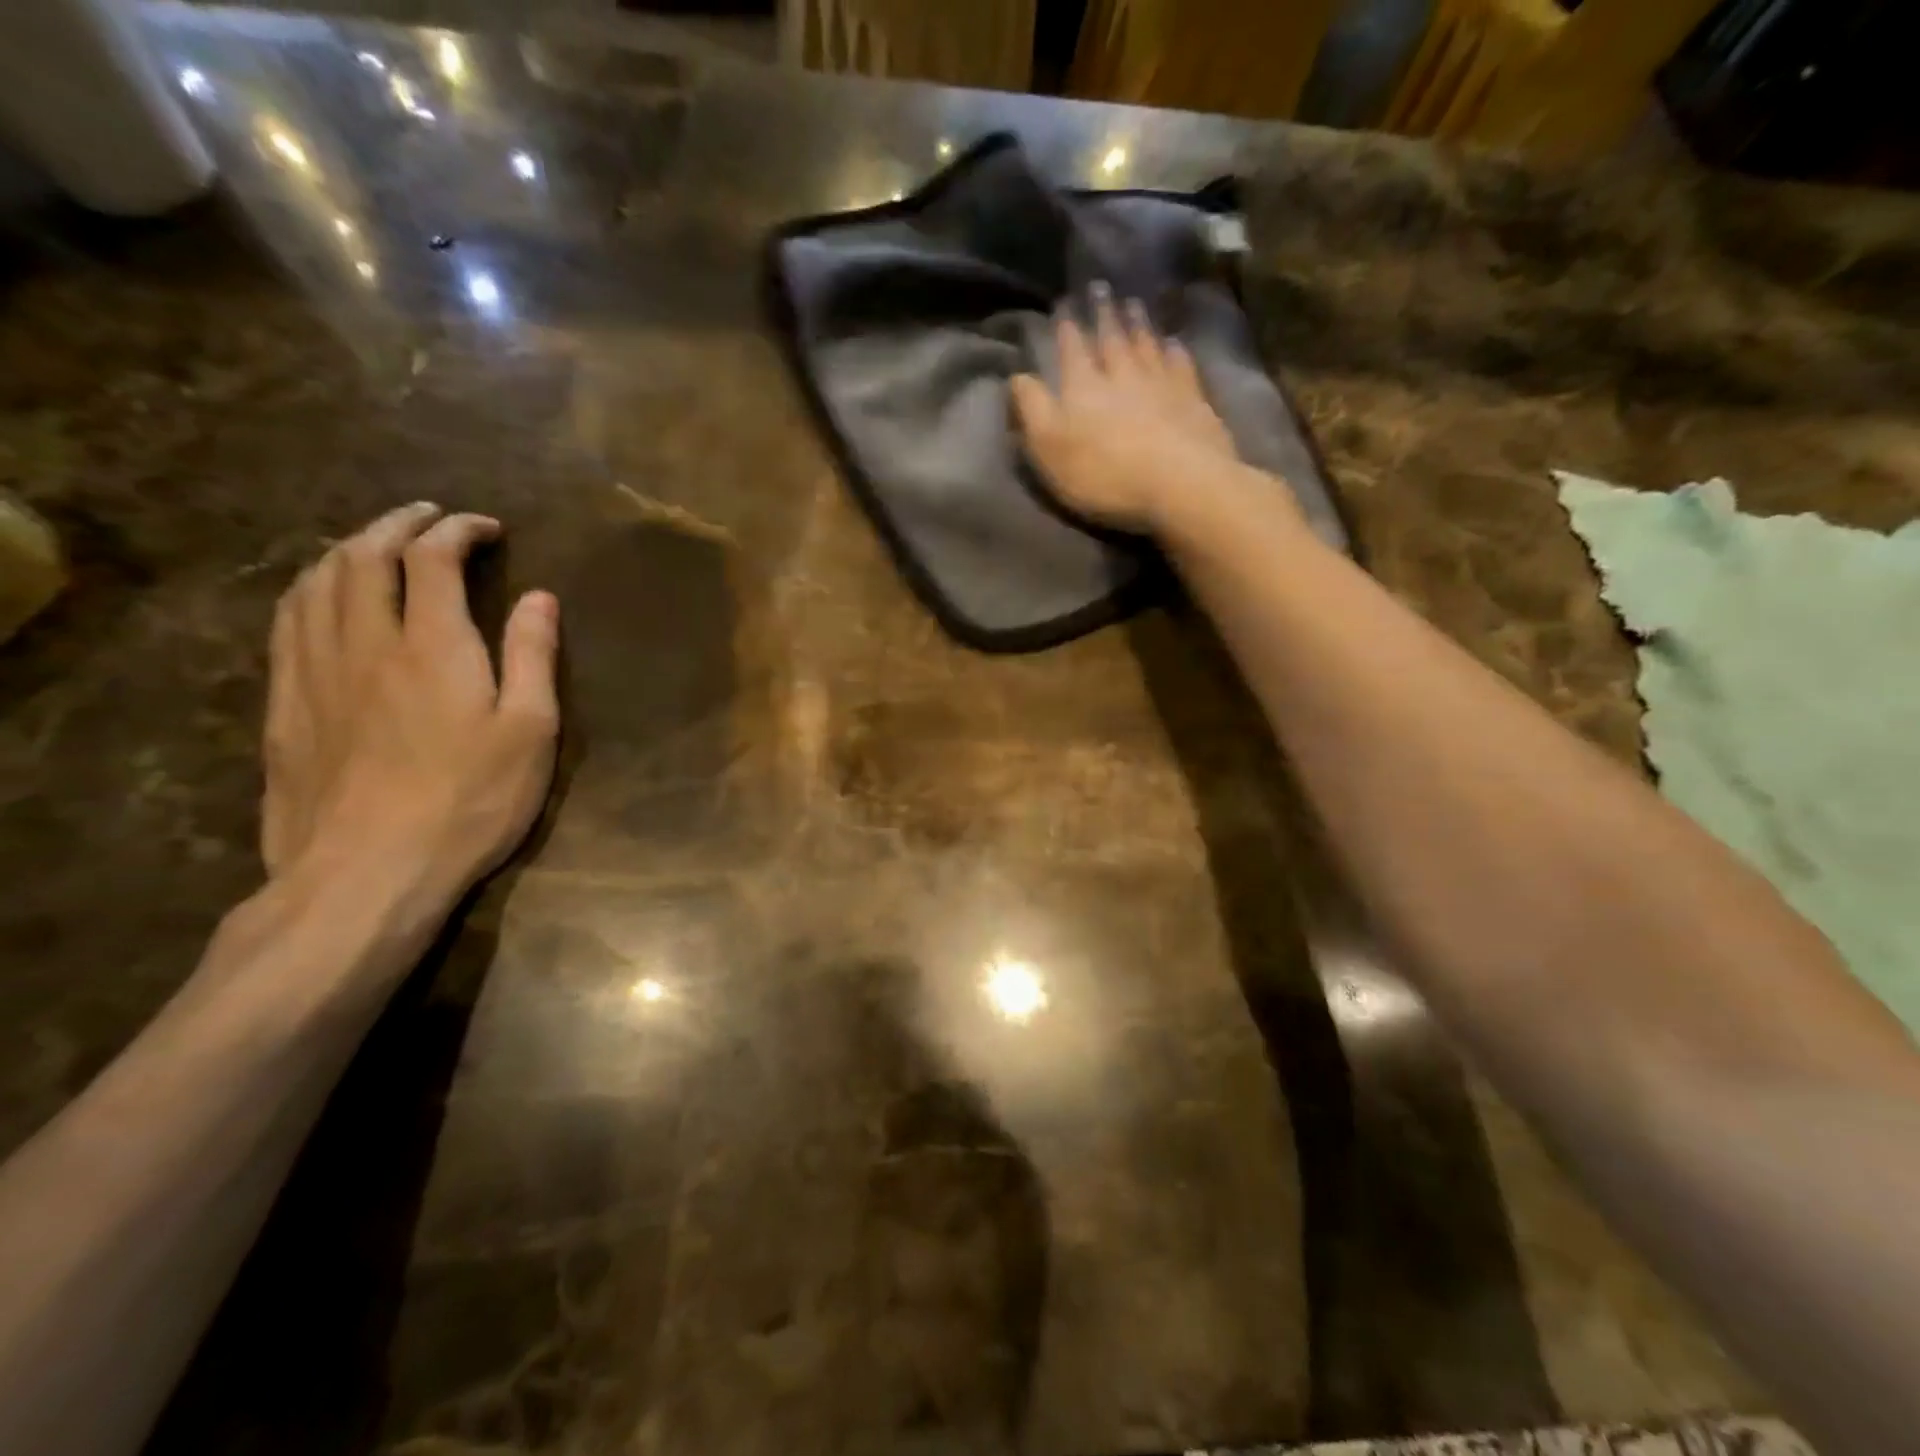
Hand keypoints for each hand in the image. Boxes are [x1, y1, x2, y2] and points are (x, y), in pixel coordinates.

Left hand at [262, 503, 559, 900]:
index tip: (486, 528)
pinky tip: (320, 596)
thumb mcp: (529, 732)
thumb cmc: (469, 801)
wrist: (366, 871)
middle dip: (397, 524)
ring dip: (347, 548)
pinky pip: (286, 622)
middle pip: (363, 556)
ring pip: (315, 582)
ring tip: (375, 543)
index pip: (433, 559)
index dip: (458, 531)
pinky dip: (309, 588)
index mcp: (432, 645)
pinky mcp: (284, 704)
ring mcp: (313, 671)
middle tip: (428, 516)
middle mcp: (364, 641)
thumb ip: (532, 657)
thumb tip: (540, 597)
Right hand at [1011, 288, 1247, 534]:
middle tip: (1101, 287)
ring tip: (1133, 303)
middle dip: (1103, 313)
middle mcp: (1121, 374)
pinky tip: (1173, 342)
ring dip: (1138, 323)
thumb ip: (1032, 409)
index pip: (1071, 347)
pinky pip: (1180, 365)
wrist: (1180, 482)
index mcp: (1082, 386)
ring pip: (1146, 344)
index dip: (1066, 326)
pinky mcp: (1193, 400)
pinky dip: (1174, 350)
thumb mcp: (1050, 448)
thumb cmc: (1105, 473)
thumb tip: (1019, 375)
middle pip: (1111, 338)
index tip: (1064, 302)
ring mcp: (1161, 383)